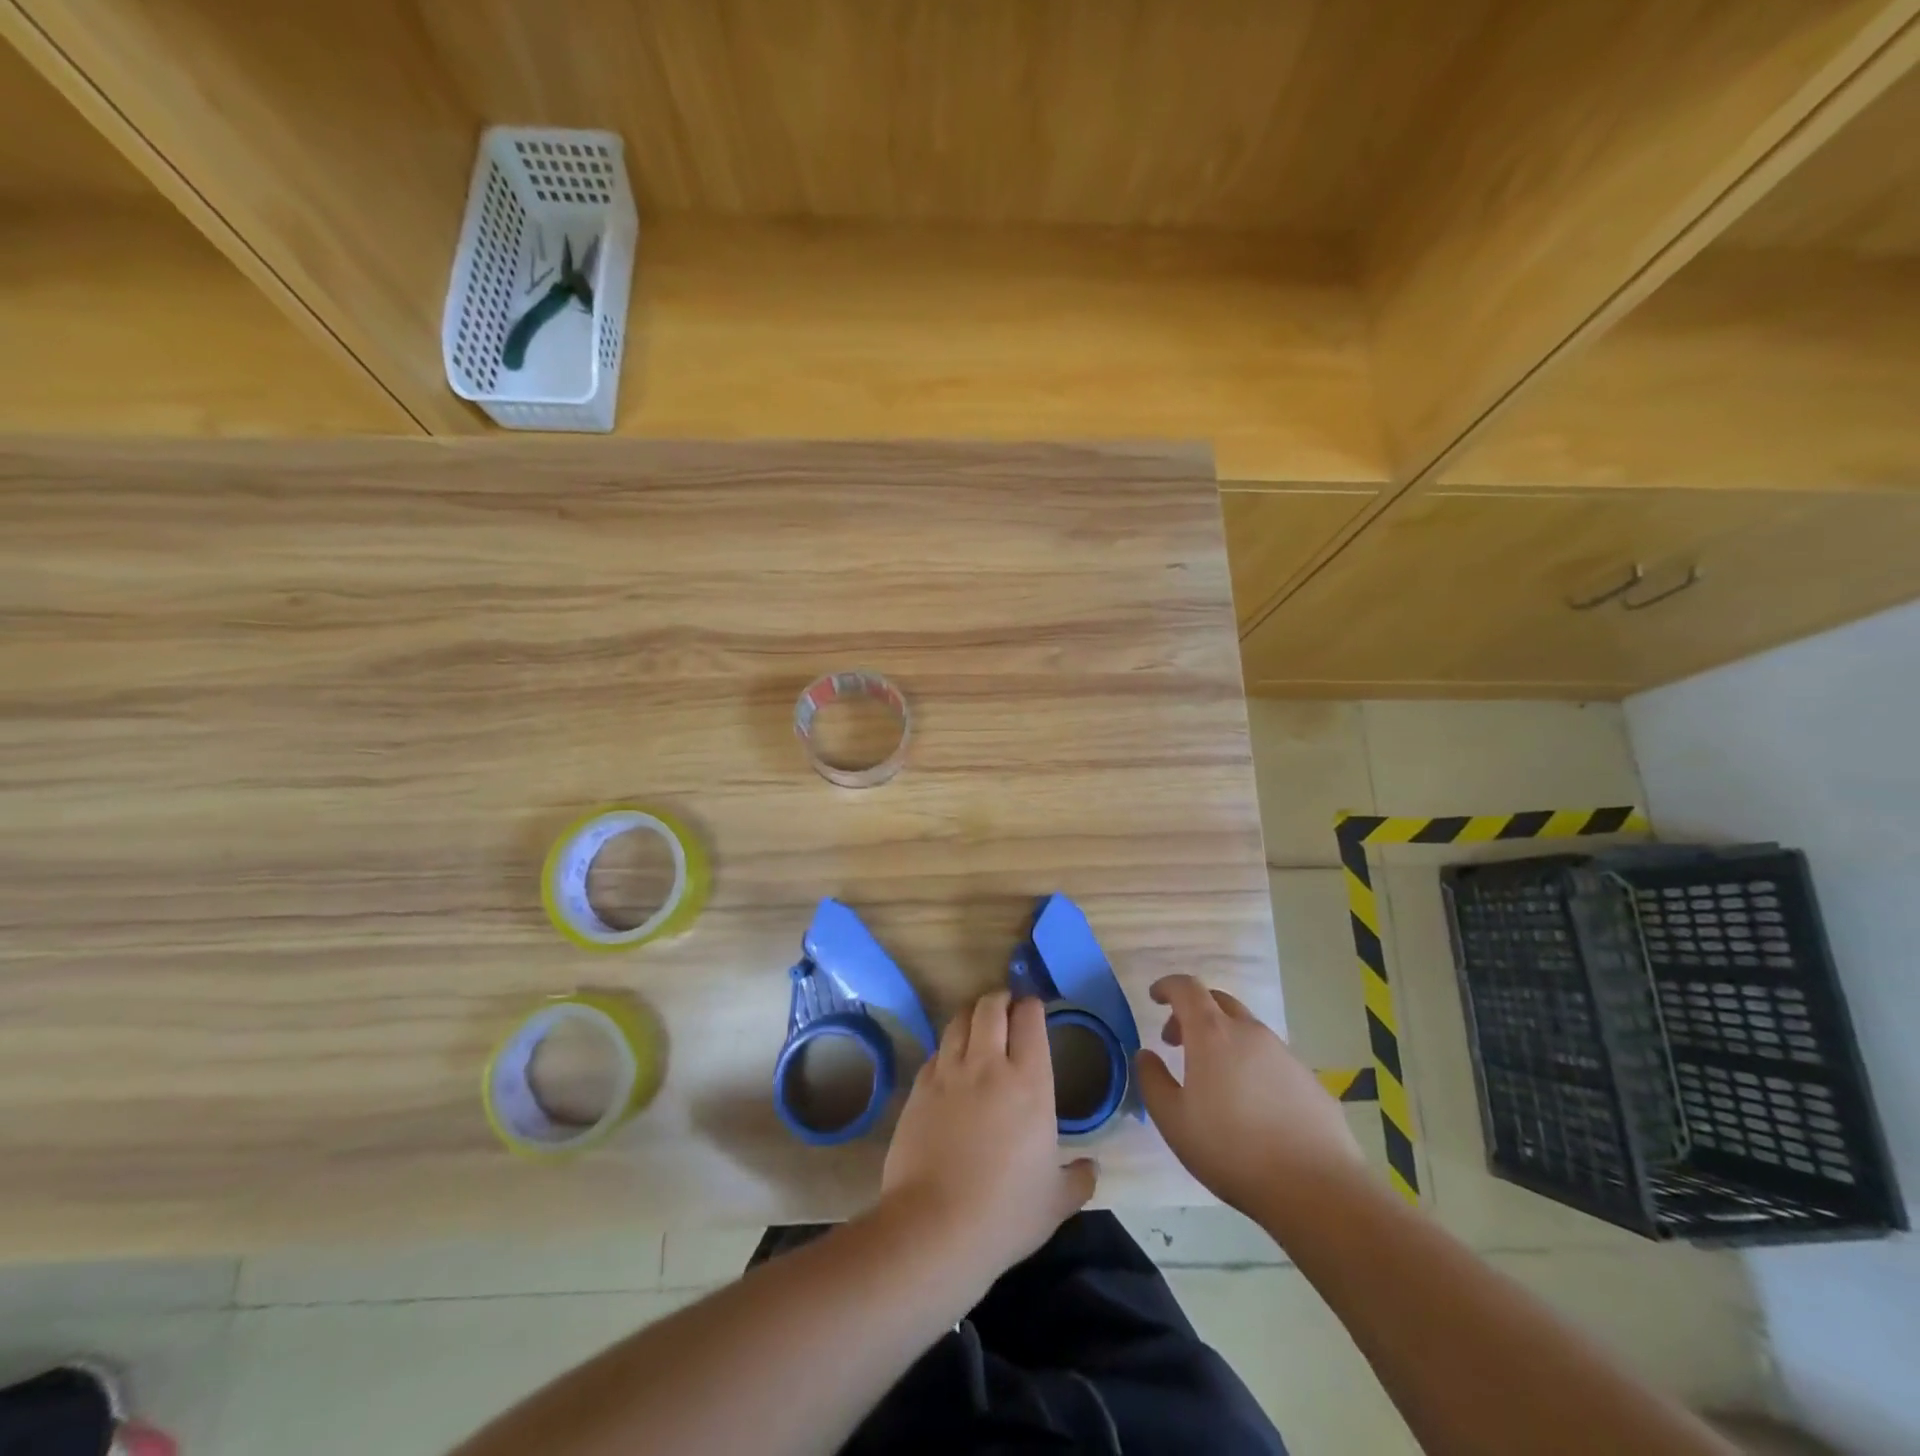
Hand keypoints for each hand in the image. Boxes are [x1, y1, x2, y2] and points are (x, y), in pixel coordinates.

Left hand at [881, 992, 1096, 1290]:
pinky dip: (948, 1048)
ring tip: (978, 1023)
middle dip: (1000, 999)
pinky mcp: (919, 1088)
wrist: (934, 1227)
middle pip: (990, 1007)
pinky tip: (951, 1063)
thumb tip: (1091, 1167)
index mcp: (1029, 1083)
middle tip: (1007, 1007)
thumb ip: (1079, 1178)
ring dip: (971, 1015)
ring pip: (958, 1020)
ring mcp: (948, 1073)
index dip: (1032, 1006)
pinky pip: (936, 1052)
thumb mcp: (1057, 1202)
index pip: (1030, 1019)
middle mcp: (988, 1065)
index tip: (1034, 1009)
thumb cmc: (1005, 1213)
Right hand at [1136, 974, 1364, 1219]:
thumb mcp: (1173, 1121)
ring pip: (1246, 1030)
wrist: (1317, 1190)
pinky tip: (1252, 1105)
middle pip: (1218, 1001)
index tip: (1155, 998)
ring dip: (1223, 1039)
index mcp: (1213, 1034)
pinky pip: (1271, 1058)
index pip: (1187, 988)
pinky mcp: (1309, 1080)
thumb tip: (1146, 1055)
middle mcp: (1250, 1033)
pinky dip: (1251, 1064)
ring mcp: (1285, 1054)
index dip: (1167, 986)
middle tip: (1177, 1042)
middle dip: (1193, 1012)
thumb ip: (1152, 1080)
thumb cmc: (1232, 1150)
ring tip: (1214, 1079)